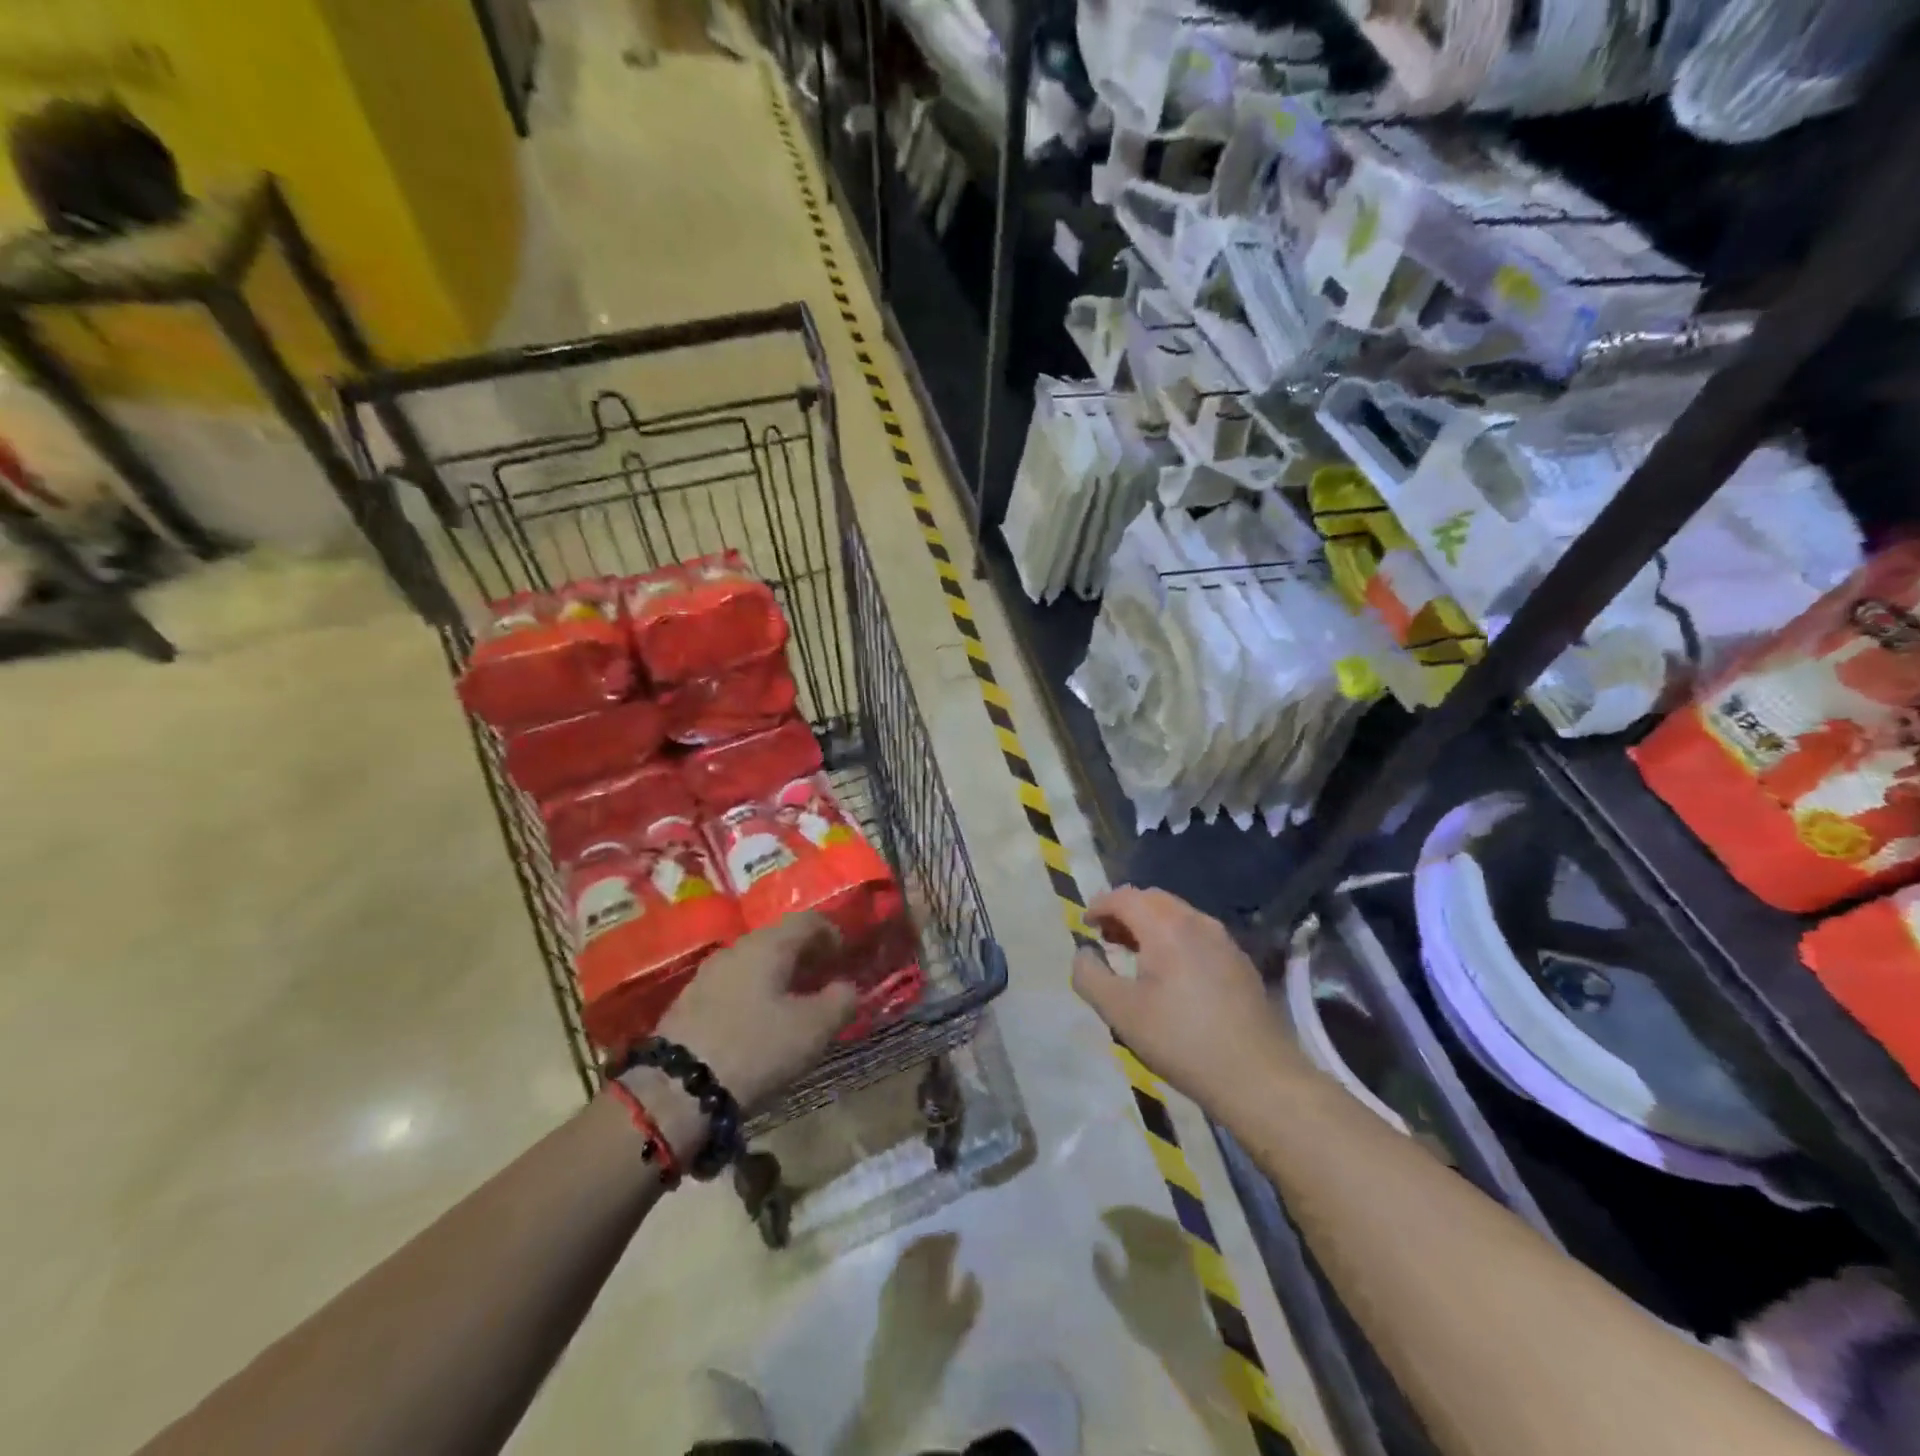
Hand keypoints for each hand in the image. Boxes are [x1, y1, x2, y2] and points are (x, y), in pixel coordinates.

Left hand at [653, 912, 857, 1112]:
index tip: (845, 957)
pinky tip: (759, 1021)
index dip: (832, 933)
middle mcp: (737, 948)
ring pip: (754, 962)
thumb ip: (840, 1001)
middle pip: (779, 939)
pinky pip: (734, 984)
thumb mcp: (813, 1029)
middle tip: (824, 980)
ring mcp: (708, 973)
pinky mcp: (689, 1001)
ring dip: (778, 975)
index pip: (808, 920)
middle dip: (805, 955)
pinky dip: (755, 992)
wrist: (675, 1090)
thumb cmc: (755, 1049)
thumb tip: (847, 987)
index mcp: (769, 945)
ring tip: (794, 1003)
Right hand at [1070, 887, 1305, 1113]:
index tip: (1084, 926)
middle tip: (1107, 938)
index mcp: (1167, 927)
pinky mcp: (1240, 963)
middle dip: (1125, 911)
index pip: (1125, 897)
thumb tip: (1083, 952)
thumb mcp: (1120, 1012)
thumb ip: (1089, 975)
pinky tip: (1172, 974)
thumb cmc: (1181, 1040)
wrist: (1257, 1077)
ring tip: (1135, 954)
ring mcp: (1224, 941)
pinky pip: (1198, 934)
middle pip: (1153, 899)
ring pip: (1178, 915)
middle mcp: (1198, 922)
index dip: (1099, 905)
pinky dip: (1174, 939)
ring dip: (1150, 924)